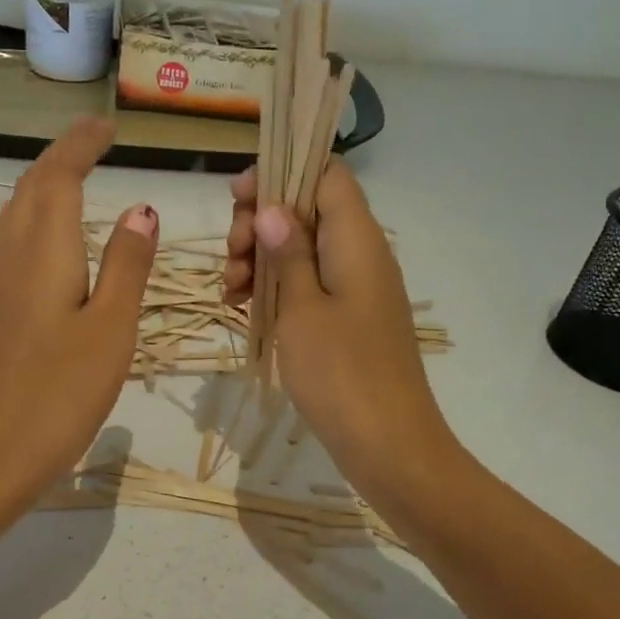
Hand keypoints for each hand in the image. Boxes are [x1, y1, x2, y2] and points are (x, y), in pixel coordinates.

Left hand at [0, 118, 157, 513]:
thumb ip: (127, 266)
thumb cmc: (58, 395)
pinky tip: (51, 243)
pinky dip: (35, 221)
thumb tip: (142, 208)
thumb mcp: (110, 329)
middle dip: (62, 157)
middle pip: (30, 188)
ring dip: (44, 186)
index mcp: (43, 251)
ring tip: (77, 179)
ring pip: (15, 214)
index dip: (81, 144)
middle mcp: (10, 256)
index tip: (108, 126)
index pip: (58, 176)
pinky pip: (11, 244)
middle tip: (96, 143)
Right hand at [223, 161, 453, 493]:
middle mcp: (361, 253)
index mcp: (356, 238)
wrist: (389, 445)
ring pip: (302, 248)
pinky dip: (275, 288)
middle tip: (232, 256)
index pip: (325, 172)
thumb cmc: (341, 373)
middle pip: (307, 208)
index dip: (280, 173)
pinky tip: (243, 307)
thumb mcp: (302, 308)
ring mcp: (356, 287)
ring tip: (230, 291)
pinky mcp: (349, 318)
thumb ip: (288, 252)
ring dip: (261, 258)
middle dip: (261, 222)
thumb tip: (274, 207)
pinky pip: (309, 283)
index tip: (239, 200)